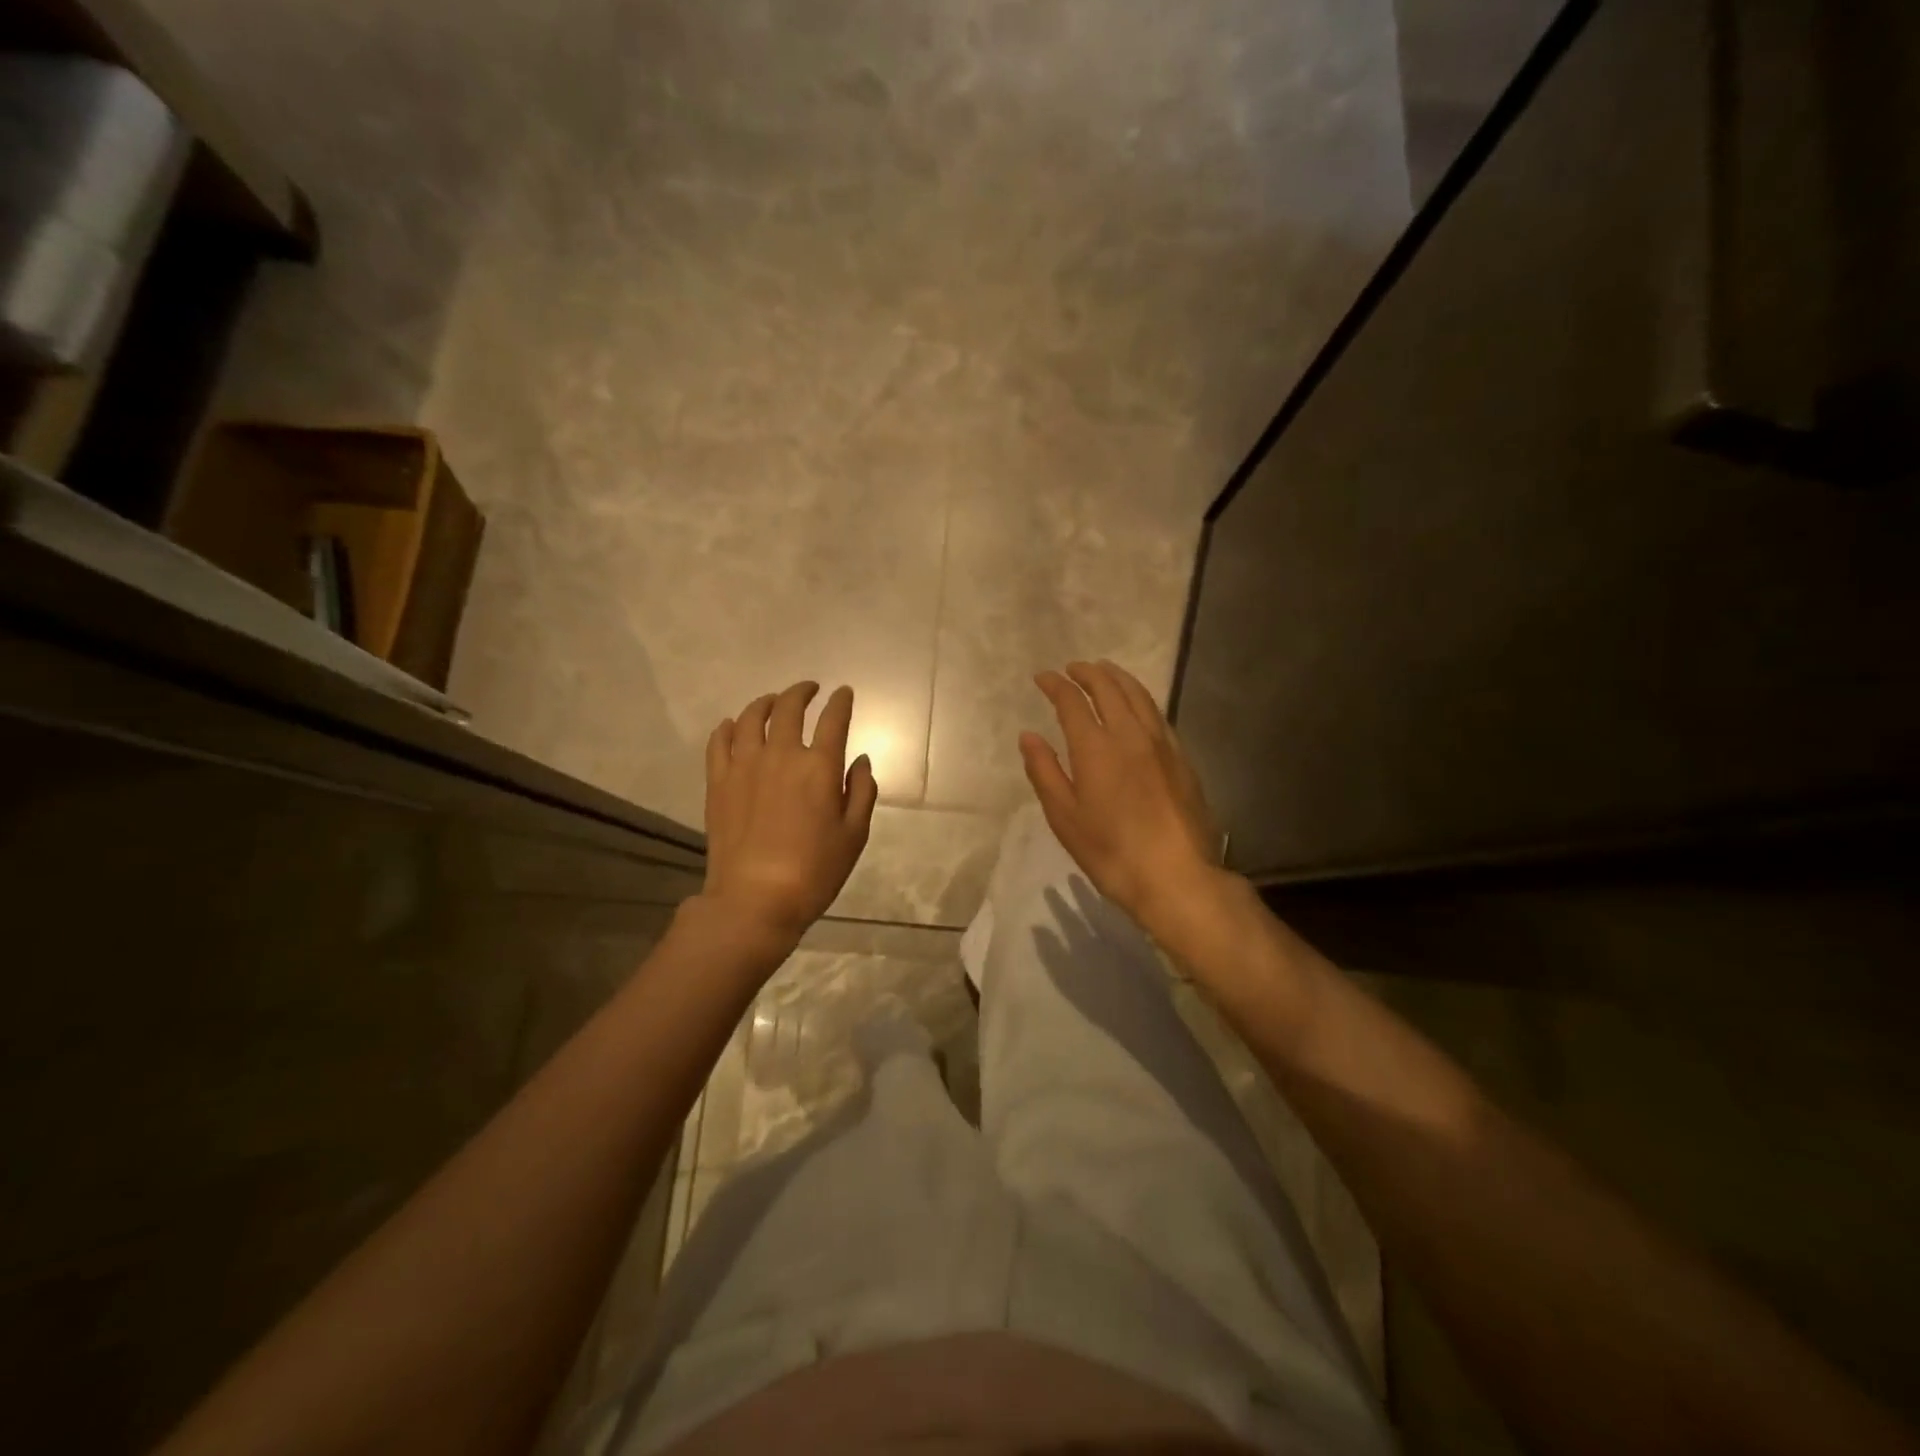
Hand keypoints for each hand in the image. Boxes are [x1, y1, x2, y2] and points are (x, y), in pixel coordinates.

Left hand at [702, 681, 878, 944]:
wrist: (756, 898)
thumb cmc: (815, 870)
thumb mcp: (854, 834)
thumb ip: (862, 791)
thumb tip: (860, 760)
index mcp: (819, 766)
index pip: (833, 719)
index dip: (841, 701)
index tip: (844, 693)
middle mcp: (781, 755)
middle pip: (789, 708)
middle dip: (802, 692)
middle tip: (810, 689)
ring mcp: (744, 765)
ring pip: (750, 717)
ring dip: (765, 702)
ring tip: (773, 701)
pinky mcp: (718, 782)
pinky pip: (719, 741)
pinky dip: (727, 727)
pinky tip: (731, 725)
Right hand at [1020, 660, 1227, 942]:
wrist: (1176, 876)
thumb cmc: (1111, 852)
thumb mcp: (1064, 817)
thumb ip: (1045, 771)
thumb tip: (1029, 736)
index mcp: (1096, 747)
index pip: (1072, 701)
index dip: (1055, 685)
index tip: (1042, 677)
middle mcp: (1130, 734)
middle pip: (1109, 688)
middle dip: (1088, 672)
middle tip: (1072, 668)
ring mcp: (1161, 744)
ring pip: (1139, 695)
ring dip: (1117, 678)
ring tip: (1104, 672)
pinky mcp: (1182, 758)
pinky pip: (1157, 714)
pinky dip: (1140, 699)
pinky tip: (1137, 706)